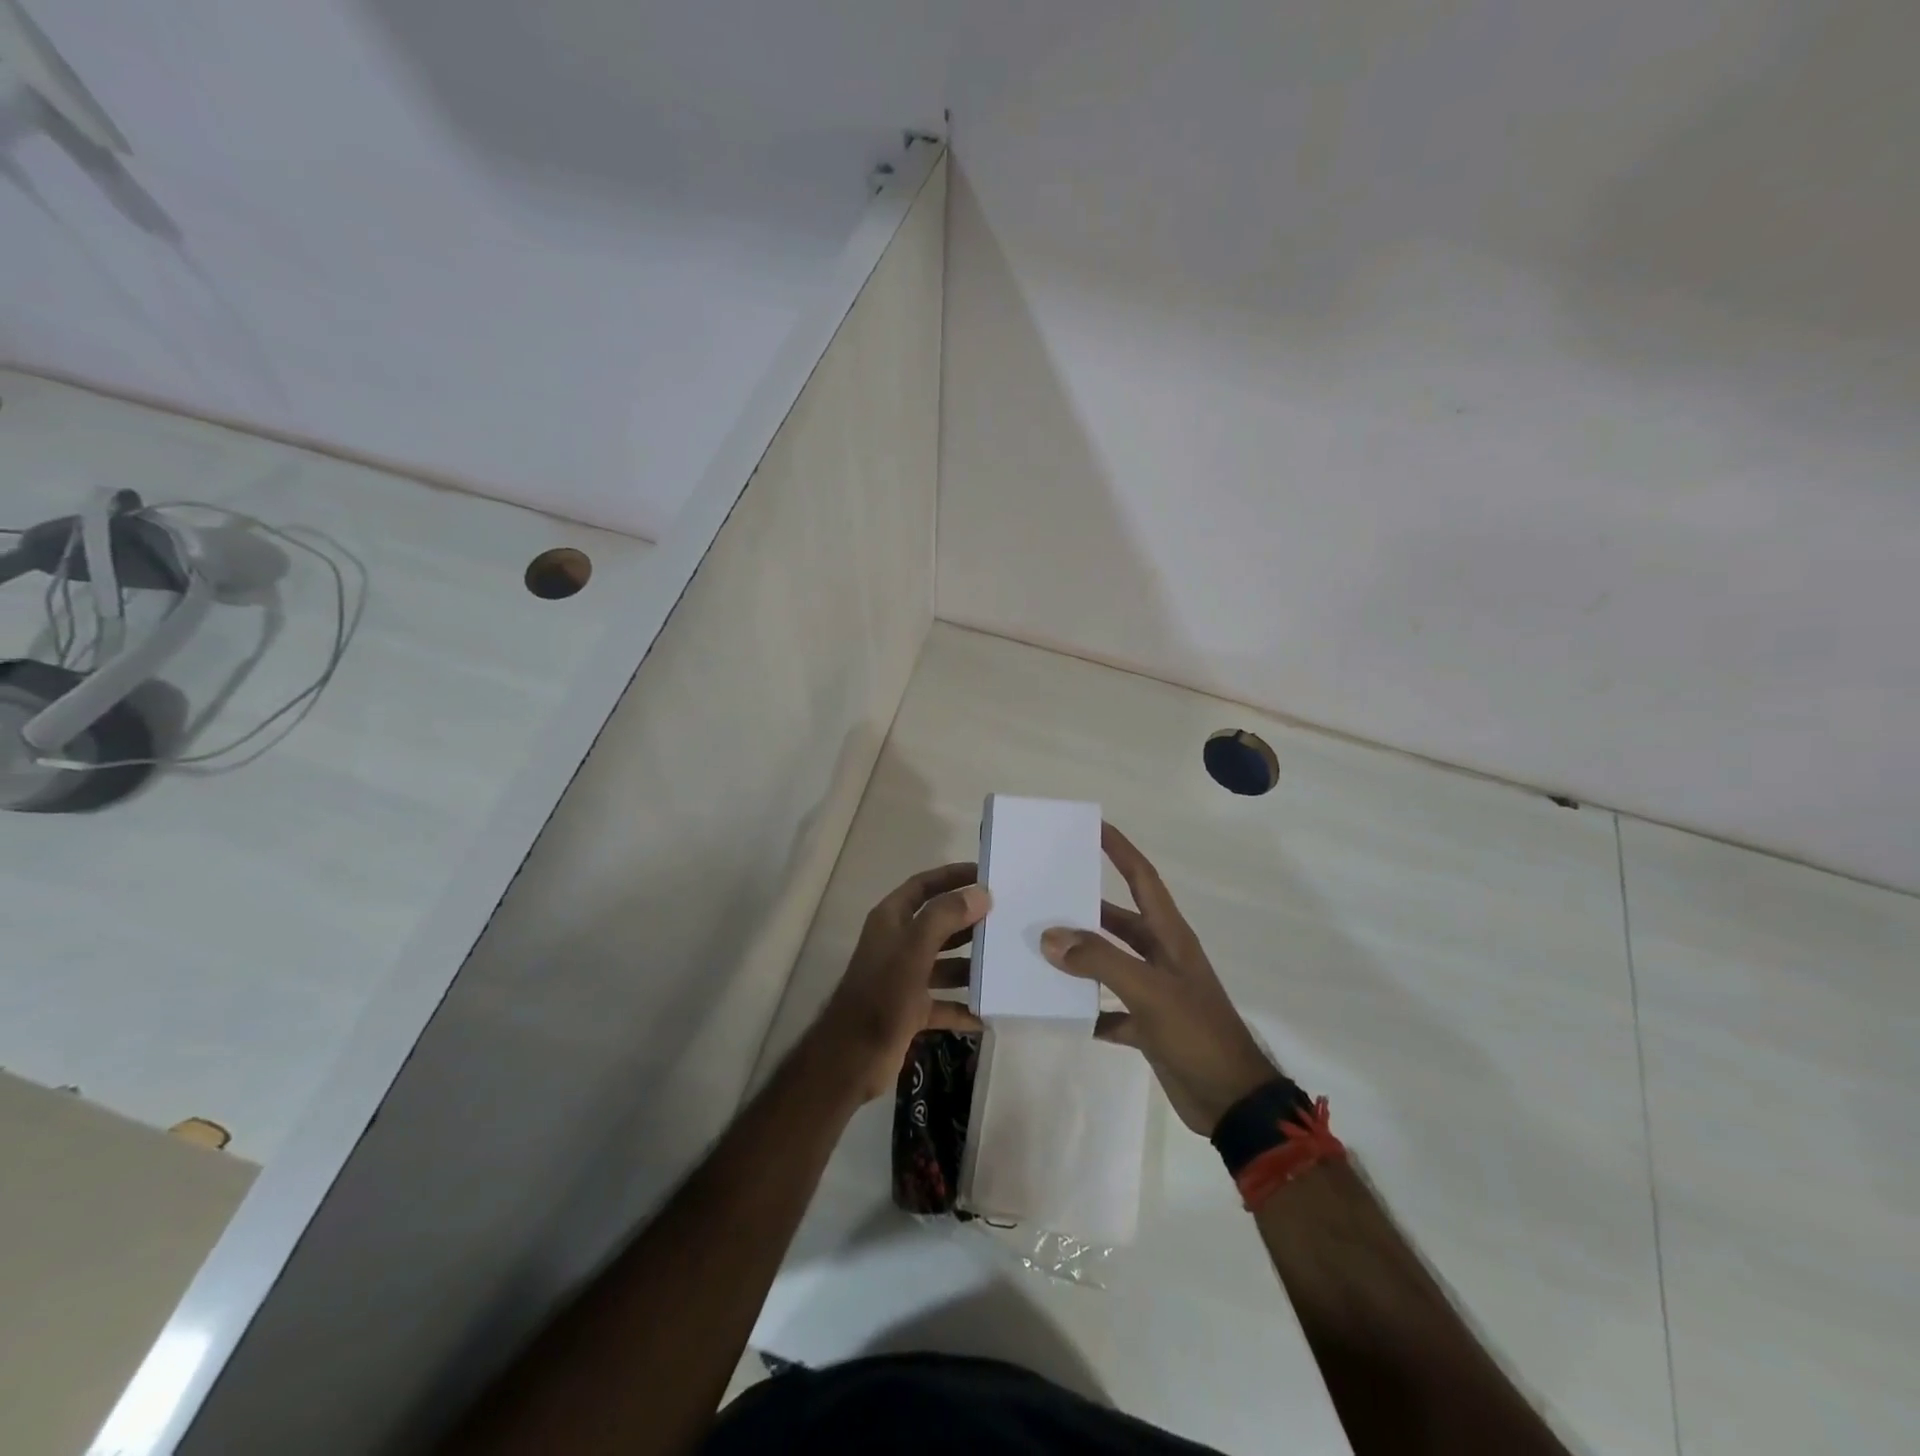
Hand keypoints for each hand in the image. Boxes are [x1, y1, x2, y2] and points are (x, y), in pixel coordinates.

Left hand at [813, 862, 989, 1103]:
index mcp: (891, 920)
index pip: (923, 886)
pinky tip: (989, 1011)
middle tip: (1005, 918)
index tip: (985, 875)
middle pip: (938, 923)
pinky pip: (945, 1002)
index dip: (951, 876)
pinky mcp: (911, 1009)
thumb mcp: (914, 948)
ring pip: (945, 963)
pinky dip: (964, 1006)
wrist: (852, 1057)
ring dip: (971, 964)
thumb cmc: (883, 994)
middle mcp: (897, 943)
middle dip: (969, 921)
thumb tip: (980, 893)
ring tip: (1004, 962)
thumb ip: (945, 917)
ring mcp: (904, 978)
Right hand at [1042, 823, 1278, 1133]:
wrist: (1232, 1102)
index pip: (1143, 879)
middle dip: (1085, 906)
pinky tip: (1059, 1008)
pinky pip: (1110, 1008)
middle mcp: (1162, 956)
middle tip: (1045, 893)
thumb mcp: (1149, 991)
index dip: (1121, 850)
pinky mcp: (1148, 1026)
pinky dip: (1087, 1007)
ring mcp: (1155, 992)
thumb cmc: (1197, 1033)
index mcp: (1170, 936)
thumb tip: (1050, 936)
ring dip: (1081, 956)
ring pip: (1111, 962)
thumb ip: (1100, 961)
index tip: (1094, 826)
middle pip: (1119, 920)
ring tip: (1040, 946)